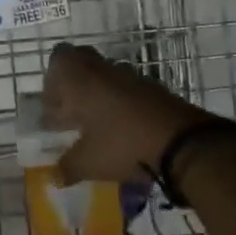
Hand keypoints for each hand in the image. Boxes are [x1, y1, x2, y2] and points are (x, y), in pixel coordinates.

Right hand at [43, 43, 232, 184]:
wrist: (183, 143)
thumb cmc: (124, 144)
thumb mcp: (89, 162)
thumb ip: (67, 167)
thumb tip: (54, 177)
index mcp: (82, 80)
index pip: (59, 57)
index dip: (52, 79)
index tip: (53, 107)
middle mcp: (105, 71)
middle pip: (82, 61)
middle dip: (73, 84)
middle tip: (71, 111)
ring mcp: (133, 78)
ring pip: (106, 76)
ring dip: (98, 94)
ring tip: (96, 127)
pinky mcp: (155, 90)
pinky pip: (128, 89)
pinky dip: (121, 104)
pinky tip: (122, 131)